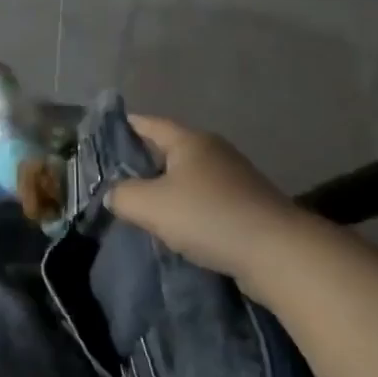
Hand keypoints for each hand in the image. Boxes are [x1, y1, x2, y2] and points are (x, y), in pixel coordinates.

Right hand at [108, 114, 300, 279]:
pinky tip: (176, 230)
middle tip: (113, 182)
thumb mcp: (150, 205)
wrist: (278, 253)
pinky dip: (187, 211)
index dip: (122, 129)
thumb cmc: (208, 217)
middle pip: (167, 150)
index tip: (99, 141)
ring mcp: (233, 178)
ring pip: (187, 178)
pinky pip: (205, 201)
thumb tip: (114, 194)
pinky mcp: (246, 206)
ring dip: (165, 192)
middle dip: (141, 164)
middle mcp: (212, 151)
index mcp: (189, 140)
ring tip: (141, 211)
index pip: (147, 123)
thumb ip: (122, 195)